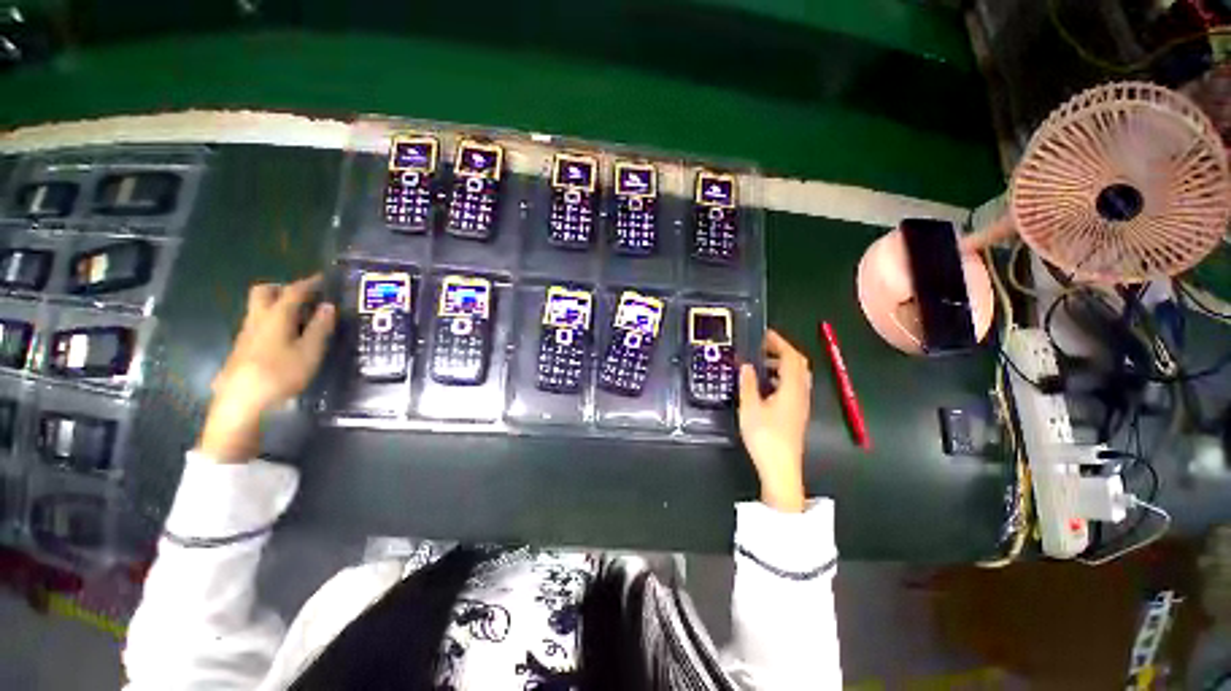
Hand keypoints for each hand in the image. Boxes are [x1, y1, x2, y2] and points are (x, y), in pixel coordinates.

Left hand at [197, 275, 336, 461]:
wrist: (241, 402)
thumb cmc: (280, 374)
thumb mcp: (309, 352)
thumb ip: (320, 328)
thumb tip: (328, 306)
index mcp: (276, 317)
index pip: (293, 291)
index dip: (309, 283)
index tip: (324, 278)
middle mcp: (257, 319)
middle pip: (264, 292)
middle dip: (283, 288)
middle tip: (304, 296)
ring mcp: (246, 334)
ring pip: (259, 308)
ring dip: (278, 305)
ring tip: (300, 318)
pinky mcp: (242, 348)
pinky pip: (258, 323)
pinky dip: (273, 320)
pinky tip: (285, 337)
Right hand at [738, 329, 811, 512]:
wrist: (780, 468)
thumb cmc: (764, 436)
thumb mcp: (750, 407)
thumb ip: (748, 384)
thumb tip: (747, 365)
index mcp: (792, 388)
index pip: (791, 357)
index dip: (780, 342)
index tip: (765, 334)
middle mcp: (801, 393)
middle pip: (799, 364)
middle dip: (782, 351)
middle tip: (762, 346)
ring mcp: (801, 404)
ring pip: (797, 376)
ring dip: (782, 364)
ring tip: (761, 363)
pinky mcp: (797, 413)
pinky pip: (794, 386)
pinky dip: (782, 377)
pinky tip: (766, 384)